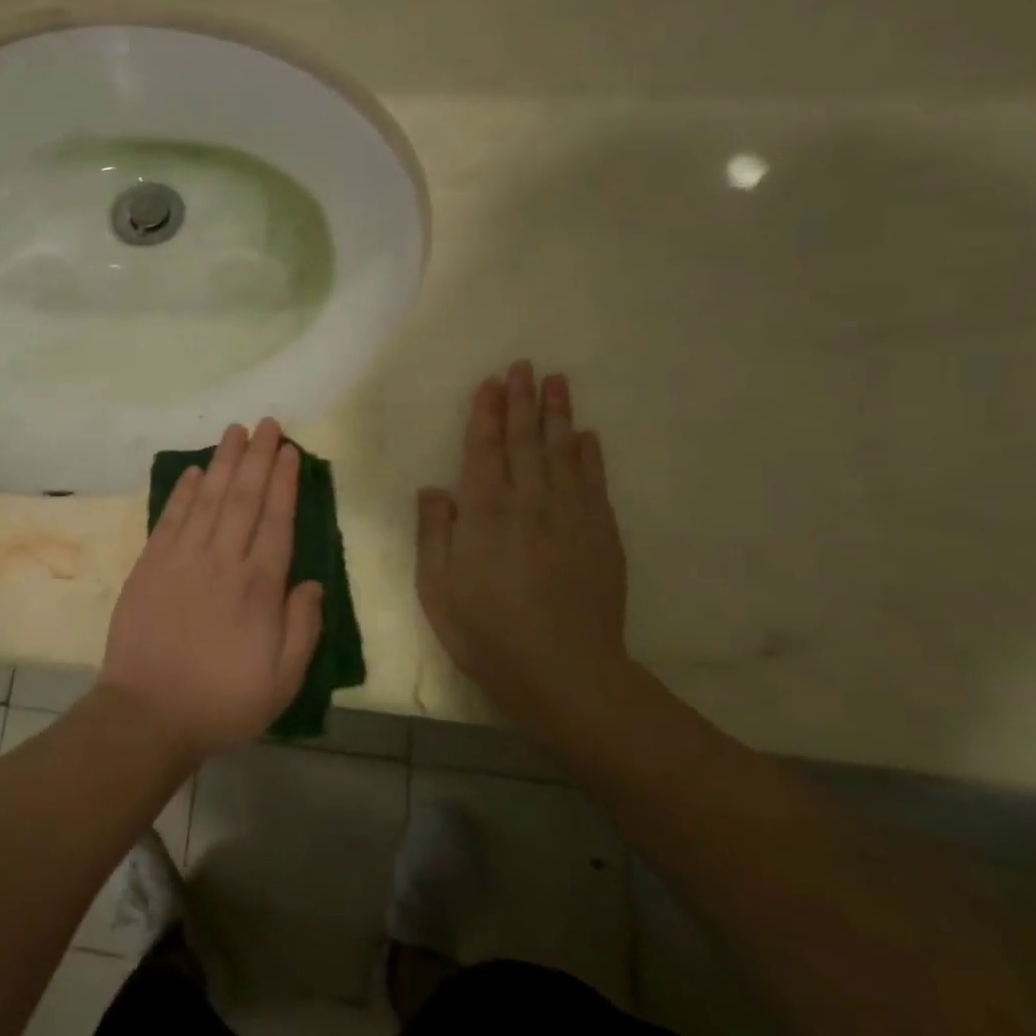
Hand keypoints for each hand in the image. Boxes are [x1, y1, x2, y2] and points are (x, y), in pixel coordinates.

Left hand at [99, 419, 323, 759]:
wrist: (148, 713)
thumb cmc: (222, 700)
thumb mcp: (282, 680)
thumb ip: (303, 628)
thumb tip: (313, 583)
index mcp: (259, 587)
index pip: (276, 520)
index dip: (283, 482)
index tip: (289, 451)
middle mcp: (222, 561)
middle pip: (243, 498)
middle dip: (257, 457)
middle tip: (267, 423)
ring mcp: (182, 559)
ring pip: (208, 498)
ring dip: (223, 462)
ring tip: (235, 431)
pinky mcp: (151, 565)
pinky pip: (171, 518)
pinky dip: (183, 492)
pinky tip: (194, 471)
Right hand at [416, 362, 628, 720]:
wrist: (563, 669)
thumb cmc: (485, 630)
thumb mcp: (437, 586)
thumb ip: (434, 531)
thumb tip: (435, 488)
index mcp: (485, 511)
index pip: (485, 449)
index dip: (486, 414)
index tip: (490, 383)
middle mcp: (529, 501)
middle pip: (526, 440)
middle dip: (523, 401)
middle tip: (524, 366)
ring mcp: (571, 515)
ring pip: (563, 452)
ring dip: (559, 415)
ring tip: (557, 382)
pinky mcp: (601, 534)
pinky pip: (594, 483)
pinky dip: (590, 455)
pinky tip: (587, 436)